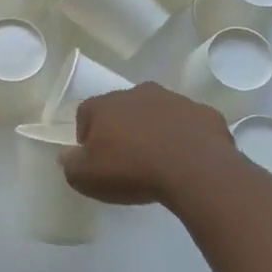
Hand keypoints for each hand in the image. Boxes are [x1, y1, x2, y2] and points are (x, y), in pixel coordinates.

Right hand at [61, 82, 234, 206]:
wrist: (195, 170)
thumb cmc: (132, 171)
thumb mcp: (86, 178)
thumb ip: (70, 164)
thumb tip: (68, 155)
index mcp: (105, 105)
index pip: (85, 114)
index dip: (87, 137)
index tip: (96, 159)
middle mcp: (137, 93)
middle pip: (122, 110)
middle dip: (122, 129)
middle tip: (127, 159)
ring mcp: (174, 99)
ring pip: (156, 113)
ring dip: (154, 130)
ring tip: (159, 160)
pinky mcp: (204, 112)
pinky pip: (187, 124)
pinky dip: (184, 136)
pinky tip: (186, 160)